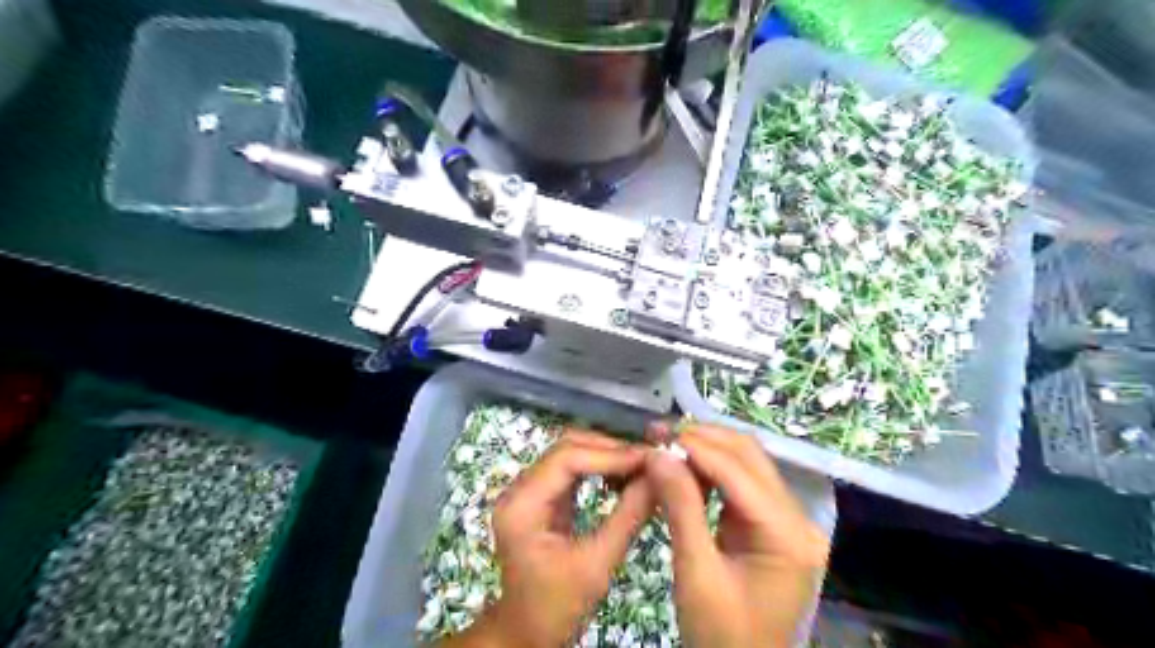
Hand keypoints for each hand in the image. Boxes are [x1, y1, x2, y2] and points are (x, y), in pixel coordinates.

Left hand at [443, 431, 652, 646]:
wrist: (526, 633)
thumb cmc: (556, 606)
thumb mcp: (597, 565)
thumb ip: (628, 517)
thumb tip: (659, 478)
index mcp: (521, 505)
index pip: (566, 458)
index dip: (610, 454)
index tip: (648, 459)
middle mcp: (519, 488)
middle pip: (566, 448)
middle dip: (609, 450)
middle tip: (649, 459)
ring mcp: (528, 491)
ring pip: (569, 454)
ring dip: (606, 456)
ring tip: (640, 466)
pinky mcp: (540, 498)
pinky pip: (571, 470)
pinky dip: (599, 468)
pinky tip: (622, 477)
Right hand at [648, 422, 830, 644]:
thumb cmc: (721, 636)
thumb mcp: (696, 574)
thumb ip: (680, 508)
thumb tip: (657, 454)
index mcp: (787, 536)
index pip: (738, 471)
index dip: (695, 447)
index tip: (655, 434)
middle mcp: (797, 519)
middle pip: (749, 456)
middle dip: (702, 439)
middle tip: (658, 434)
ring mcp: (787, 520)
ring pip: (746, 462)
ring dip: (706, 448)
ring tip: (666, 445)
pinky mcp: (771, 524)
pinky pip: (741, 481)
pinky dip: (711, 468)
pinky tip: (684, 466)